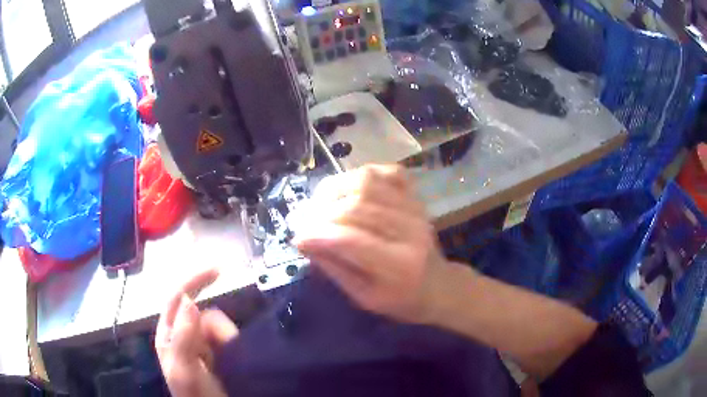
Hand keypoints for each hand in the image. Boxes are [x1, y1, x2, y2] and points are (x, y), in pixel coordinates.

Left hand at [155, 268, 238, 396]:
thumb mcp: (186, 371)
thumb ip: (183, 338)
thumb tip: (191, 300)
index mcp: (169, 335)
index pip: (177, 298)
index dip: (195, 281)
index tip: (220, 270)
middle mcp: (183, 335)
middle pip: (204, 315)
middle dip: (219, 331)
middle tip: (227, 352)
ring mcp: (202, 345)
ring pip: (221, 327)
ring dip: (228, 343)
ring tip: (229, 366)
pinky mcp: (218, 353)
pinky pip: (230, 338)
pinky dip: (235, 346)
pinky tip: (234, 364)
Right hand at [295, 164, 447, 323]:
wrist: (437, 286)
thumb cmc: (399, 299)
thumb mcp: (363, 297)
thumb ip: (334, 267)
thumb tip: (302, 241)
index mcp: (399, 265)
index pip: (351, 240)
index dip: (318, 234)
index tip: (297, 237)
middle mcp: (410, 230)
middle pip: (357, 206)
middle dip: (321, 212)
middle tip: (302, 221)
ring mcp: (415, 208)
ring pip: (368, 182)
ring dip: (334, 189)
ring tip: (318, 203)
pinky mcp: (416, 197)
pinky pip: (388, 172)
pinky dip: (363, 174)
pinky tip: (348, 187)